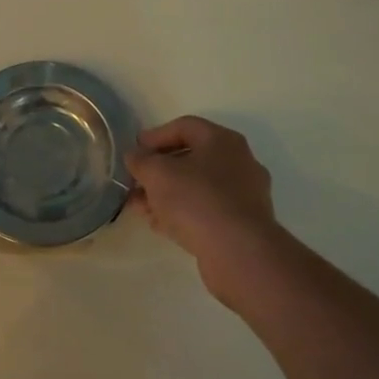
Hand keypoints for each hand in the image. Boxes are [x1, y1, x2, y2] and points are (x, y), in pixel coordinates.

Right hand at [125, 116, 284, 300]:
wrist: (239, 251)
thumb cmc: (196, 199)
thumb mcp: (157, 174)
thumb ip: (141, 160)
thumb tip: (135, 156)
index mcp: (222, 140)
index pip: (184, 126)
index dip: (155, 136)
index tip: (134, 151)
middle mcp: (238, 162)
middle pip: (191, 158)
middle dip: (158, 170)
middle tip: (135, 181)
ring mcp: (243, 194)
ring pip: (197, 187)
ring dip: (166, 194)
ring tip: (140, 206)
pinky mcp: (242, 224)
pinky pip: (206, 210)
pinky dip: (182, 212)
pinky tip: (159, 224)